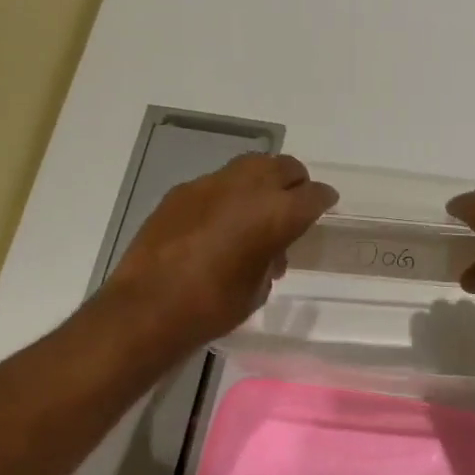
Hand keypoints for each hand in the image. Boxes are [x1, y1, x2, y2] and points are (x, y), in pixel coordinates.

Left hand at [105, 153, 336, 350]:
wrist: (149, 307)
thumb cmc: (213, 307)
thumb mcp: (257, 288)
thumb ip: (271, 258)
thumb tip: (268, 251)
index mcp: (276, 214)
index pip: (313, 195)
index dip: (323, 200)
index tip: (326, 205)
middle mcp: (247, 188)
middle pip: (283, 167)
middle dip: (295, 182)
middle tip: (294, 203)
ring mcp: (210, 184)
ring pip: (249, 167)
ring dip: (261, 182)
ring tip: (257, 210)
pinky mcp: (182, 191)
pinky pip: (217, 183)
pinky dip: (228, 195)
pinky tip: (219, 223)